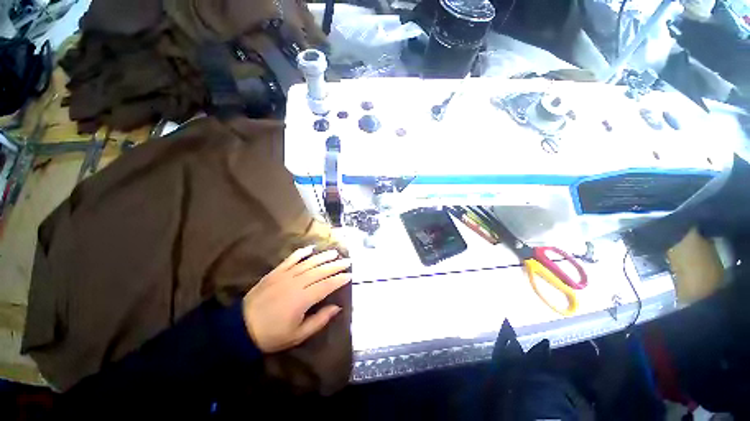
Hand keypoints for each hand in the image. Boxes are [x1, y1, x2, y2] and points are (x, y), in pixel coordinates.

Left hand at [242, 246, 351, 352]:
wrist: (239, 328)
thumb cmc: (271, 335)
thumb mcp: (298, 334)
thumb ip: (319, 320)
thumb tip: (337, 307)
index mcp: (303, 299)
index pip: (326, 285)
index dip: (339, 279)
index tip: (350, 275)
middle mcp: (296, 283)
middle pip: (320, 271)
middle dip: (336, 265)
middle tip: (347, 261)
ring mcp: (285, 275)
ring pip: (309, 262)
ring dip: (323, 257)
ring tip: (334, 253)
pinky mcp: (276, 272)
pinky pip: (291, 259)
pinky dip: (301, 253)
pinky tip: (310, 249)